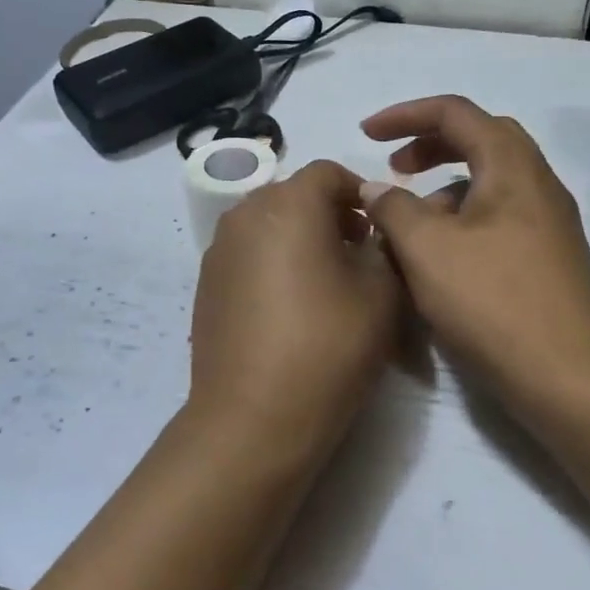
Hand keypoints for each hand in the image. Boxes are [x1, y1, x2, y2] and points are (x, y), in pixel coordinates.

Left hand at [190, 159, 403, 454]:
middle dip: (329, 213)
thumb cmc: (327, 347)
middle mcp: (244, 214)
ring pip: (266, 224)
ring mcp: (217, 250)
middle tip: (357, 252)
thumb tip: (374, 233)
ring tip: (324, 280)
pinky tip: (289, 305)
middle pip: (293, 194)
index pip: (328, 172)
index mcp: (288, 204)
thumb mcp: (381, 294)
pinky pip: (246, 254)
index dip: (361, 191)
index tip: (380, 227)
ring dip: (298, 237)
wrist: (253, 417)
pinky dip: (271, 261)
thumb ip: (384, 247)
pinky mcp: (204, 284)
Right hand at [359, 96, 589, 428]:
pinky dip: (461, 220)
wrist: (569, 377)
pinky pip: (497, 218)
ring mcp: (547, 224)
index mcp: (512, 167)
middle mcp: (537, 185)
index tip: (365, 134)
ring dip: (444, 187)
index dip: (405, 115)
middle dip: (430, 145)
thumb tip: (375, 189)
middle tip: (394, 168)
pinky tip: (438, 258)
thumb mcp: (427, 249)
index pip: (456, 113)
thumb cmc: (494, 302)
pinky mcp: (546, 259)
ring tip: (409, 222)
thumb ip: (393, 208)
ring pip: (489, 183)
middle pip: (480, 140)